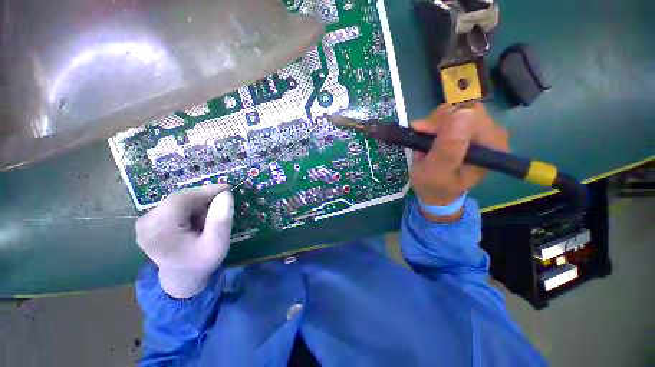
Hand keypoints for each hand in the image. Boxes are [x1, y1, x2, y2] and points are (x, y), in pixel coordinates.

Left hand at [136, 184, 233, 298]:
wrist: (182, 278)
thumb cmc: (201, 262)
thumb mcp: (217, 244)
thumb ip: (221, 220)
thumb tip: (225, 194)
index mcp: (159, 230)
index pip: (181, 199)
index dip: (205, 190)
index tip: (227, 188)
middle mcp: (146, 223)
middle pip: (179, 199)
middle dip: (203, 198)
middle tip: (223, 203)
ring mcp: (145, 222)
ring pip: (177, 201)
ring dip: (198, 204)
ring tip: (211, 215)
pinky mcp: (149, 222)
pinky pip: (174, 207)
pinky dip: (191, 208)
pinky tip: (199, 219)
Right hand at [410, 103, 508, 220]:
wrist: (435, 192)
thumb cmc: (435, 185)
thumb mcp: (437, 171)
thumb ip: (449, 147)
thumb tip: (462, 113)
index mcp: (492, 147)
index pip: (471, 115)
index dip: (444, 120)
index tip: (423, 133)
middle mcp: (492, 135)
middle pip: (465, 109)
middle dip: (438, 122)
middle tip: (422, 137)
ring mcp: (481, 131)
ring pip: (457, 109)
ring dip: (435, 123)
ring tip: (425, 141)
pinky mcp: (469, 130)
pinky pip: (452, 115)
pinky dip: (436, 123)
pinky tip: (430, 137)